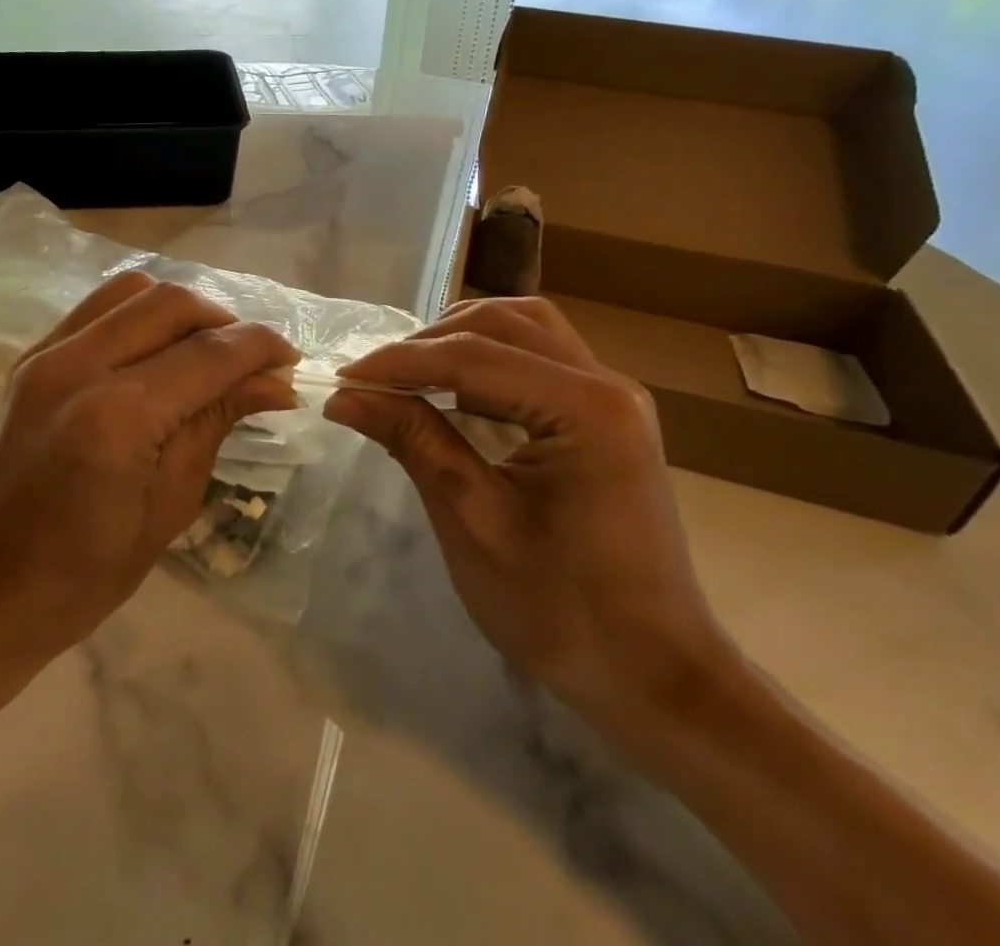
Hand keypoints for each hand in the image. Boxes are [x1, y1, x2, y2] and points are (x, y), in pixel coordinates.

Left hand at [0, 271, 299, 661]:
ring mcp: (44, 353)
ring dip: (181, 311)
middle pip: (171, 302)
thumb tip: (273, 382)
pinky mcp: (29, 356)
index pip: (208, 354)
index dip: (261, 348)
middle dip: (225, 322)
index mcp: (116, 416)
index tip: (290, 362)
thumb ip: (216, 425)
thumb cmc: (81, 577)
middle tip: (251, 362)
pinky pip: (97, 309)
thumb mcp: (168, 507)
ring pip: (132, 290)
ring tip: (205, 352)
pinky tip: (156, 353)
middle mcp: (76, 364)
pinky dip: (139, 315)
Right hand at [323, 297, 733, 725]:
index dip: (400, 362)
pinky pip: (540, 358)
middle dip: (431, 343)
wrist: (655, 676)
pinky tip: (458, 393)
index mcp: (586, 408)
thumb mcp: (473, 521)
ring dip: (462, 341)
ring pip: (525, 329)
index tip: (343, 379)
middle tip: (377, 380)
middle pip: (503, 323)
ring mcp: (614, 397)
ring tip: (412, 376)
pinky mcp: (608, 416)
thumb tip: (345, 396)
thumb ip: (414, 440)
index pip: (473, 356)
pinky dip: (491, 361)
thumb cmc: (563, 611)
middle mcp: (607, 384)